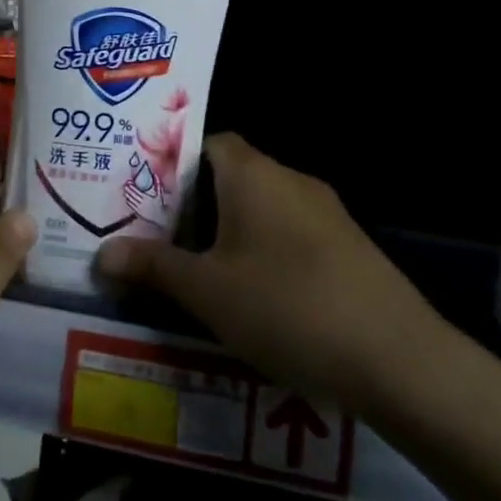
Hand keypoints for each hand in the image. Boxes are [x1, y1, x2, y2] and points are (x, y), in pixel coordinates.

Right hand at [97, 134, 447, 409]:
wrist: (398, 359)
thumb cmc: (286, 306)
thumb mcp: (207, 291)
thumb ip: (153, 267)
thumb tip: (102, 255)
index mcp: (253, 174)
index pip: (207, 142)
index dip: (173, 162)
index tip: (144, 194)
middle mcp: (291, 180)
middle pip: (232, 175)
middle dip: (195, 204)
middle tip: (157, 236)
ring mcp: (327, 213)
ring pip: (262, 208)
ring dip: (230, 232)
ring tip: (196, 269)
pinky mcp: (348, 248)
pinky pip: (291, 234)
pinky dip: (264, 252)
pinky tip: (252, 296)